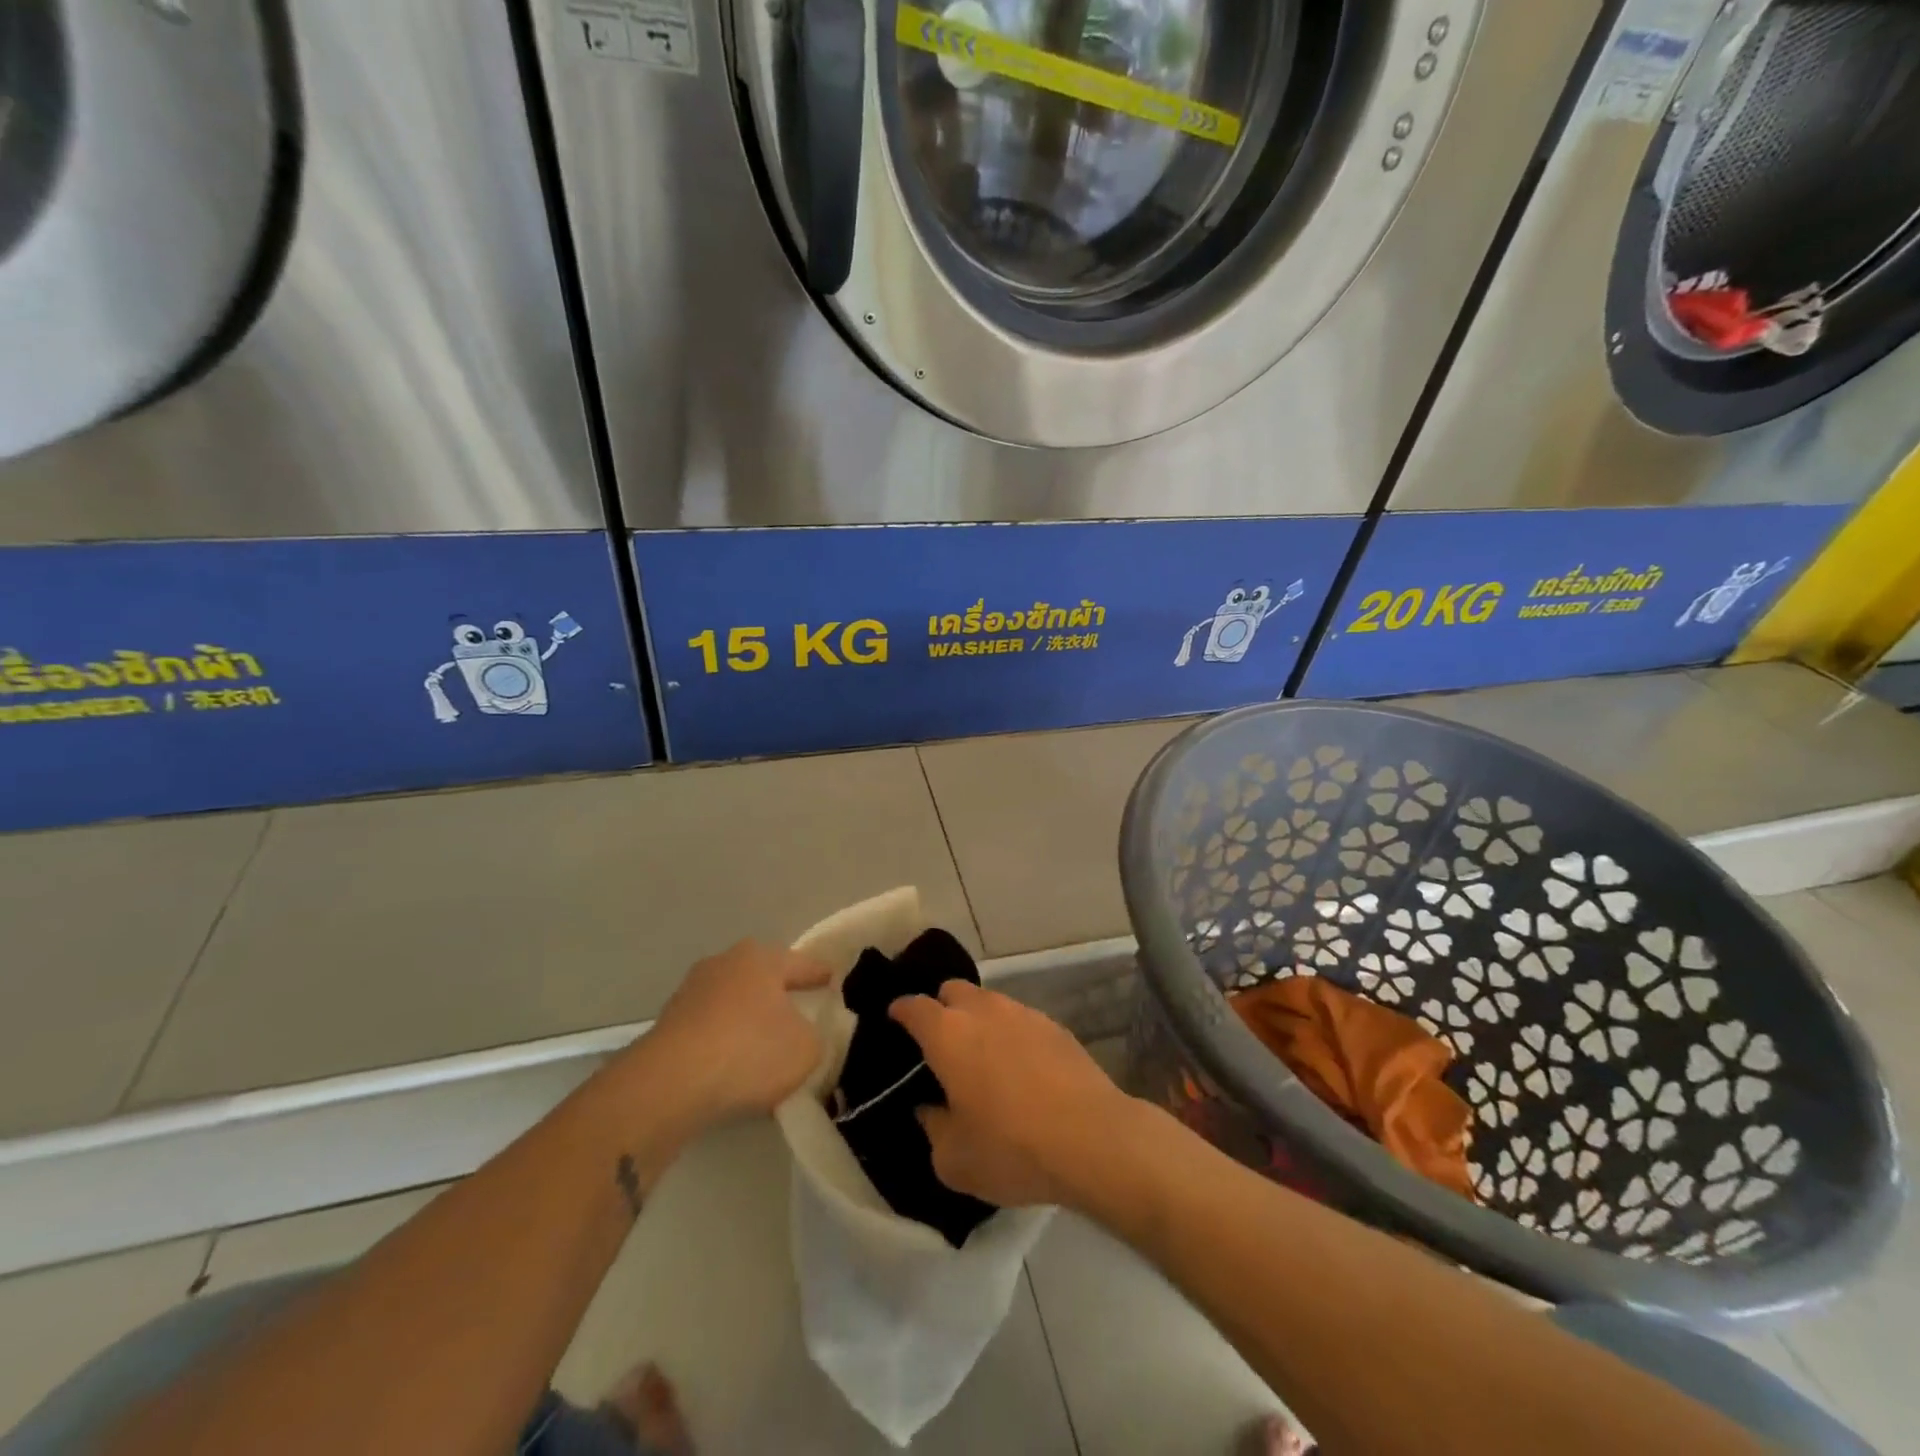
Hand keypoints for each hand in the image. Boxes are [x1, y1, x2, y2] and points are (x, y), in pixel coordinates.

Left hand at [646, 940, 830, 1125]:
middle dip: (779, 995)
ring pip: (732, 1004)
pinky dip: (724, 1043)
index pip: (801, 964)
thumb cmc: (749, 1051)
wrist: (669, 1084)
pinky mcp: (667, 1026)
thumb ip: (816, 1036)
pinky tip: (732, 1067)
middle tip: (800, 1013)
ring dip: (747, 1021)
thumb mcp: (807, 1048)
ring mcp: (690, 993)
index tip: (834, 982)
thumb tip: (805, 1035)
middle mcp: (724, 964)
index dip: (820, 975)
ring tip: (764, 1048)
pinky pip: (709, 1031)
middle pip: (762, 979)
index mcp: (760, 957)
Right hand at [890, 981, 1137, 1209]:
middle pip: (953, 990)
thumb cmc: (1011, 1149)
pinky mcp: (1055, 1026)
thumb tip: (930, 1109)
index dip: (900, 1011)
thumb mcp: (954, 1160)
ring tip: (982, 1057)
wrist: (1093, 1139)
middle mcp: (983, 1011)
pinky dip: (1011, 1035)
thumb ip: (932, 1128)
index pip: (914, 1007)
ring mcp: (1023, 1014)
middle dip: (941, 1007)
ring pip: (990, 1002)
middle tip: (940, 1043)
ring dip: (978, 1020)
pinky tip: (1020, 1068)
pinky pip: (1021, 1020)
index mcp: (948, 1034)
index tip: (894, 1021)